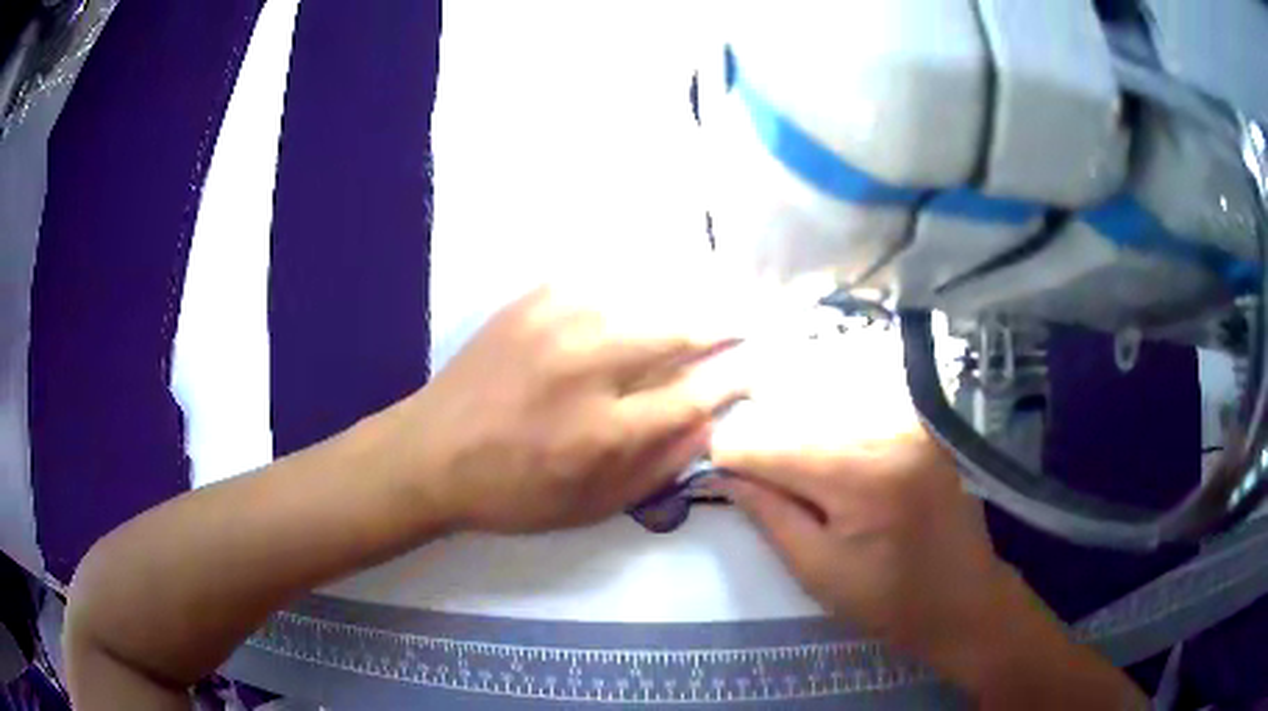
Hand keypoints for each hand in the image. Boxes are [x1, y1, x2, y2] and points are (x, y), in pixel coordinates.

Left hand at [400, 284, 746, 533]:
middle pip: (680, 330)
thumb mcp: (591, 506)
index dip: (737, 377)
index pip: (696, 393)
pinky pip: (601, 276)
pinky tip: (652, 280)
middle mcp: (588, 367)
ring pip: (646, 293)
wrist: (431, 452)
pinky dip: (637, 278)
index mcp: (605, 430)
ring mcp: (557, 323)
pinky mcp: (532, 300)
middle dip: (726, 322)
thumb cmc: (513, 492)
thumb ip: (658, 467)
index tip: (758, 366)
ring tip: (715, 292)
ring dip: (688, 293)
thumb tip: (709, 422)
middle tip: (752, 317)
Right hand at [711, 411, 1009, 663]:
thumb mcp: (818, 571)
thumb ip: (769, 514)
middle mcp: (886, 428)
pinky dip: (833, 433)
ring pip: (827, 411)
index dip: (732, 457)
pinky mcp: (922, 425)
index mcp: (859, 473)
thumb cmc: (890, 601)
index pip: (768, 442)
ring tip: (795, 479)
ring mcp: (910, 421)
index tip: (718, 477)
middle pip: (797, 416)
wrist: (966, 600)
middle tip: (754, 482)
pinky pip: (861, 414)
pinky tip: (833, 468)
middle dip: (765, 446)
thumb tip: (724, 472)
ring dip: (798, 438)